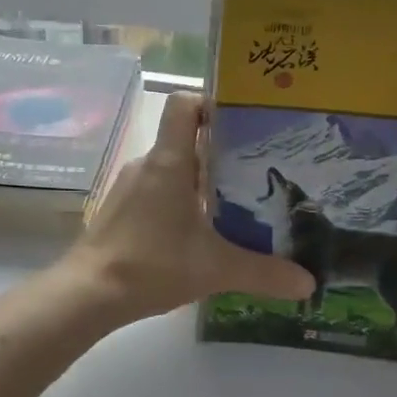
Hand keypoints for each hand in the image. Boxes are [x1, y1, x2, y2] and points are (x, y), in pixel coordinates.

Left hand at [63, 91, 315, 321]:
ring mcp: (129, 186)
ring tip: (237, 201)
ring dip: (202, 180)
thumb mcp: (215, 269)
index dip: (212, 102)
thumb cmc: (151, 265)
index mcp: (170, 162)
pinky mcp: (121, 209)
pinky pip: (157, 190)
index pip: (184, 104)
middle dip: (223, 150)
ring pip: (173, 168)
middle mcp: (148, 164)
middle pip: (187, 139)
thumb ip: (263, 273)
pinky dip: (180, 200)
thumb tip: (309, 284)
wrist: (88, 293)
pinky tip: (199, 230)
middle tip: (259, 169)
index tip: (245, 121)